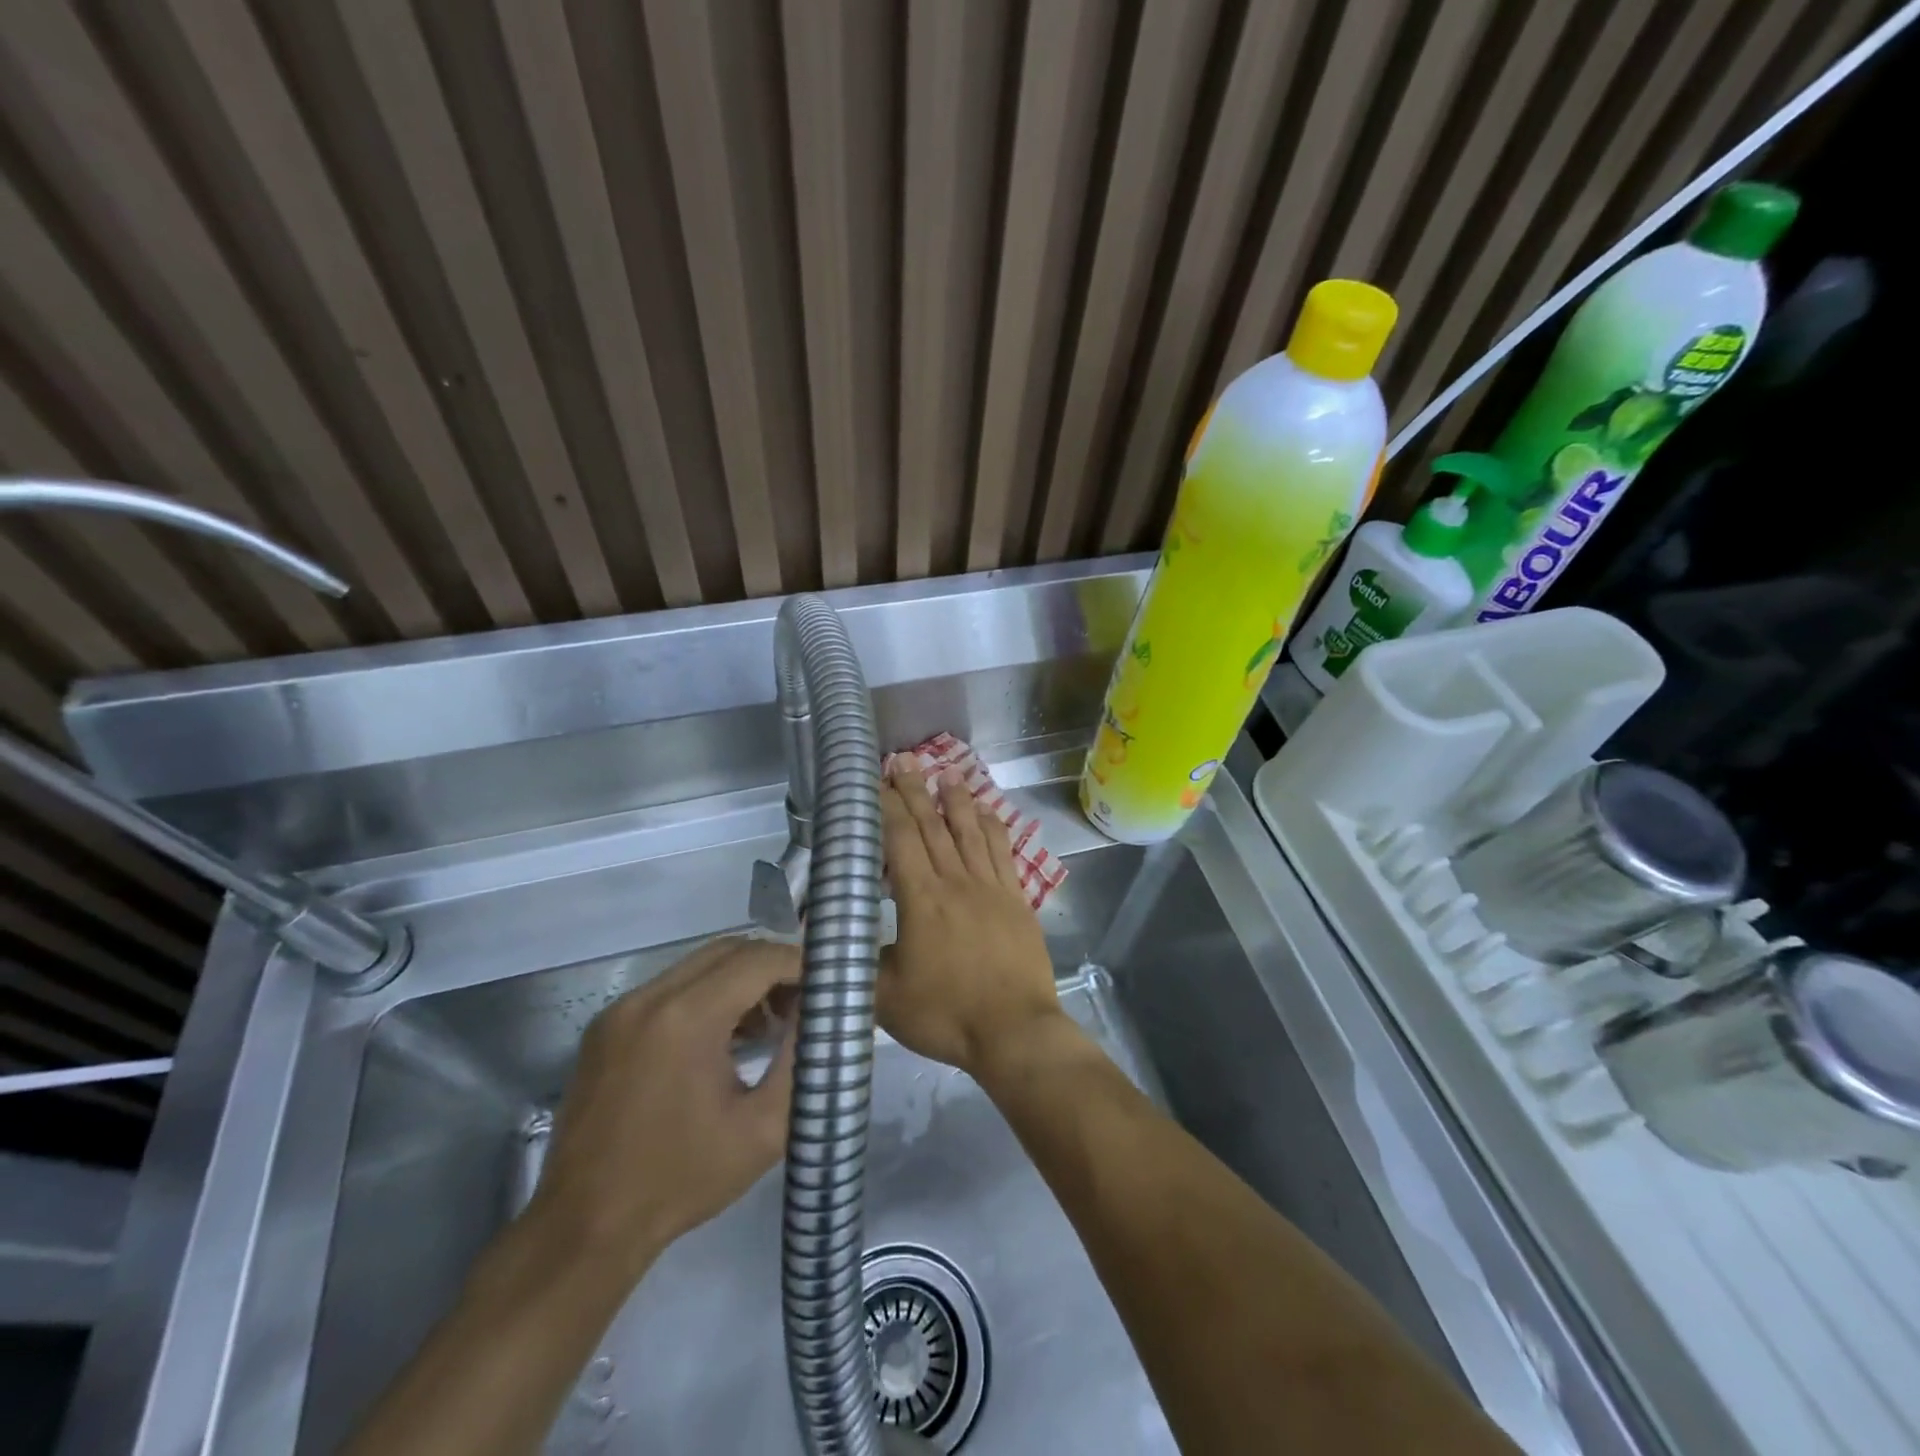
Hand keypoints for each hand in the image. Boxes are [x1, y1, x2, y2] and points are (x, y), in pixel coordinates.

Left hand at [529, 937, 797, 1282]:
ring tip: (769, 1024)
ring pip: (698, 965)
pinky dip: (707, 996)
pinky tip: (726, 1037)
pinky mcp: (606, 1027)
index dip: (799, 964)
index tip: (829, 984)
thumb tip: (825, 1015)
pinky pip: (670, 988)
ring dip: (740, 980)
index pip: (757, 959)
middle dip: (772, 966)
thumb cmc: (683, 1180)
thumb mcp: (763, 1128)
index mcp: (686, 1019)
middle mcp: (648, 998)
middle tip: (804, 1001)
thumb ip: (801, 1060)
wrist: (585, 1227)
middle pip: (728, 950)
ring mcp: (621, 1010)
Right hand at [878, 757, 1068, 1078]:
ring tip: (948, 775)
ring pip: (971, 832)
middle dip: (916, 792)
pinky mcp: (1017, 900)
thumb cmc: (946, 1015)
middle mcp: (956, 881)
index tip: (876, 783)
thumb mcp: (885, 998)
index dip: (886, 807)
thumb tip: (834, 942)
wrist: (1014, 1030)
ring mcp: (991, 888)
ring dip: (957, 801)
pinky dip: (994, 829)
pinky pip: (1003, 853)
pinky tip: (989, 814)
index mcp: (921, 899)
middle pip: (933, 826)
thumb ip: (858, 963)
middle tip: (904, 763)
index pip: (900, 840)